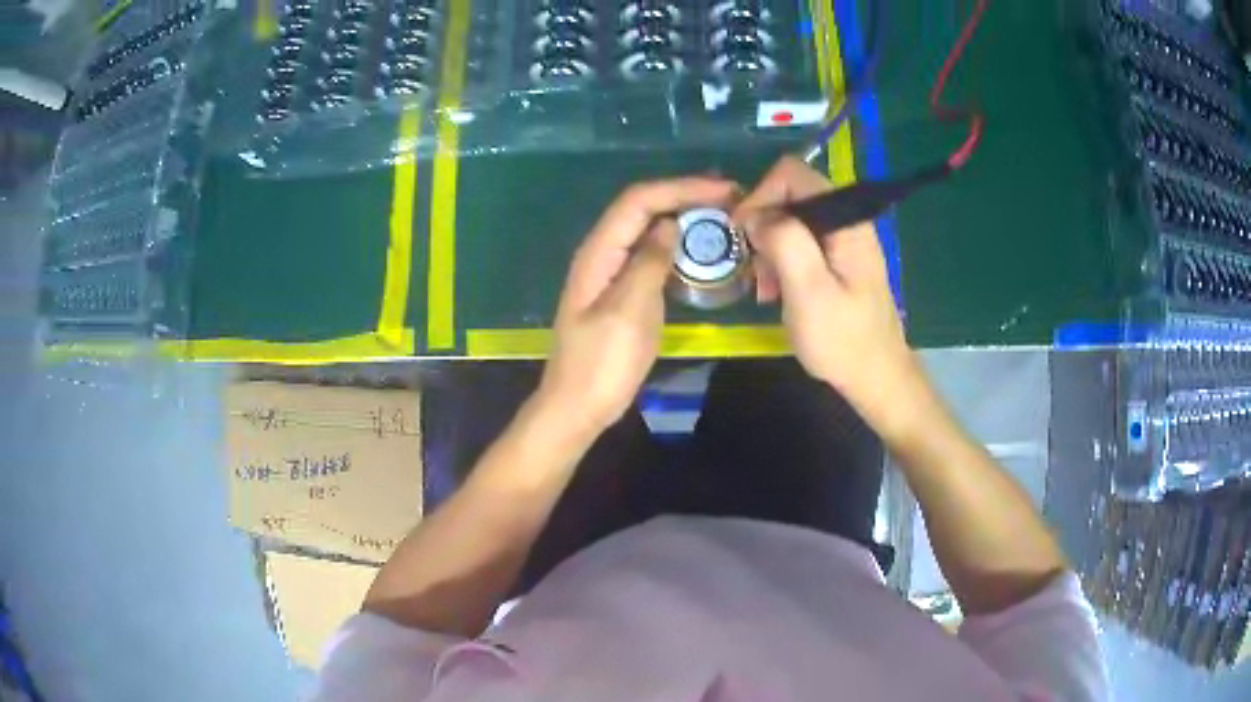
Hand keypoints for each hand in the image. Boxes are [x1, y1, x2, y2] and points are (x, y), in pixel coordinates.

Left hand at [535, 177, 739, 437]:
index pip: (639, 200)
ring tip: (724, 219)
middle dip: (686, 196)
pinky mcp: (622, 292)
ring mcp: (611, 273)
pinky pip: (652, 257)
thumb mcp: (628, 311)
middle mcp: (603, 253)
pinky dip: (679, 248)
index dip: (681, 188)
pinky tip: (702, 253)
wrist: (578, 407)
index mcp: (599, 252)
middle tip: (732, 199)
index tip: (724, 191)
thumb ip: (649, 263)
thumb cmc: (602, 363)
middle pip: (643, 208)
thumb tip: (671, 225)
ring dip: (685, 219)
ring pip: (649, 230)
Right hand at [733, 157, 917, 422]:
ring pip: (791, 219)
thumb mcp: (809, 292)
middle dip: (763, 225)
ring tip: (764, 287)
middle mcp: (846, 220)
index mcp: (846, 220)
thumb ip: (785, 242)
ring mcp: (843, 240)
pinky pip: (800, 242)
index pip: (792, 174)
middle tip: (754, 268)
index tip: (743, 234)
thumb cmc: (843, 340)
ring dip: (769, 247)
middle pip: (790, 194)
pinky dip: (781, 260)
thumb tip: (756, 215)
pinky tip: (776, 291)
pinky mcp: (838, 259)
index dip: (761, 195)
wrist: (876, 377)